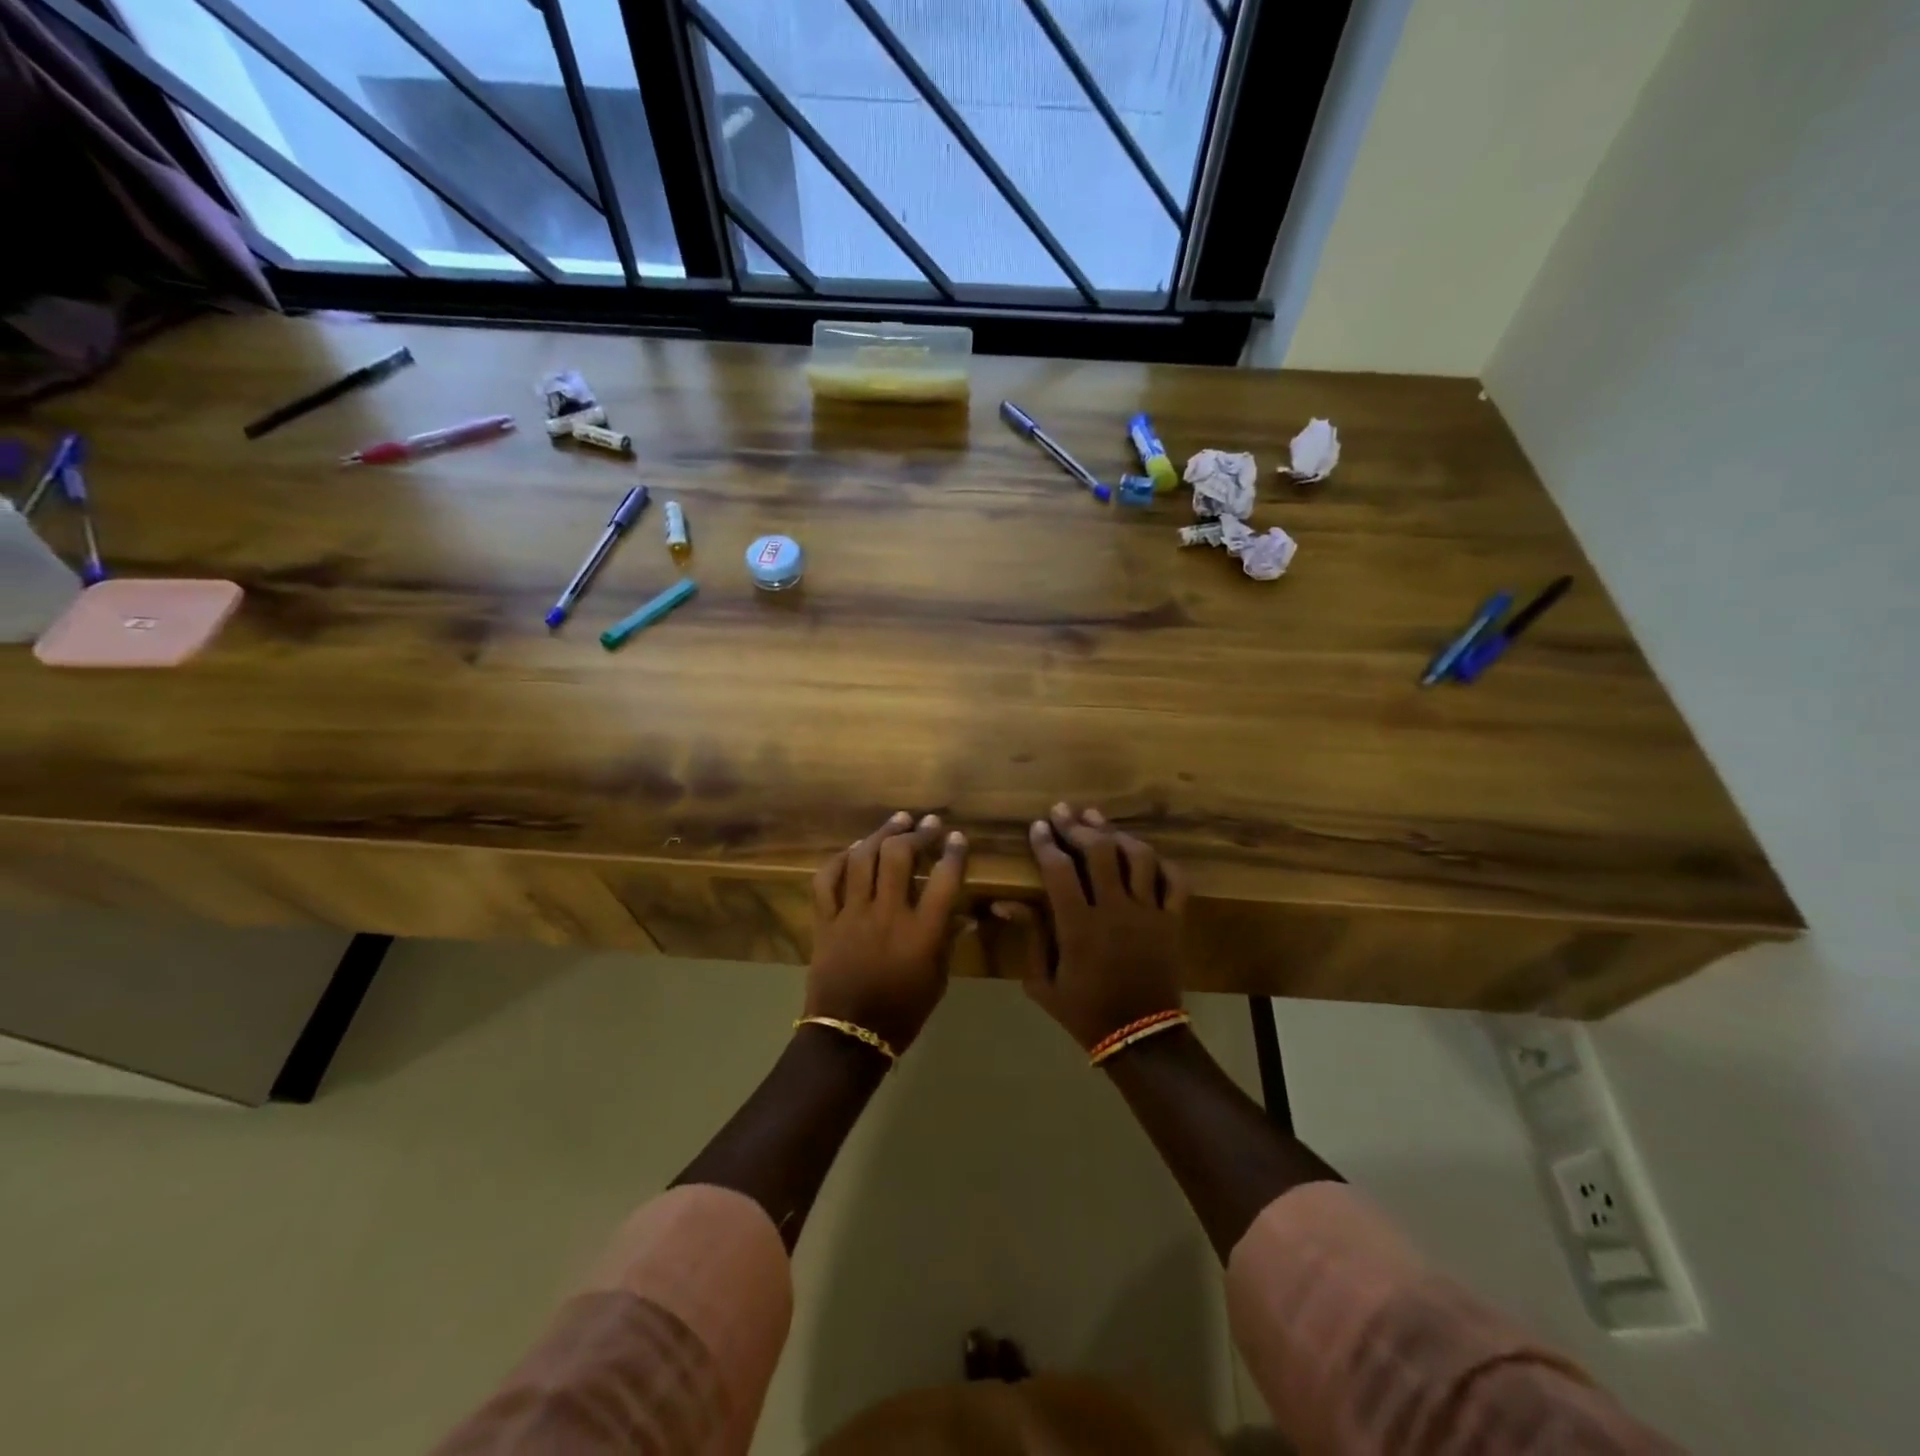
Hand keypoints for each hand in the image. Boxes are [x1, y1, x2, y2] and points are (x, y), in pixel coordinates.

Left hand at [805, 812, 968, 1053]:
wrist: (849, 1036)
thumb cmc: (902, 1013)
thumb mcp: (937, 981)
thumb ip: (947, 942)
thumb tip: (962, 915)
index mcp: (921, 933)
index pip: (944, 880)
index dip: (953, 853)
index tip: (957, 838)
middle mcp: (887, 915)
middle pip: (899, 857)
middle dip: (916, 833)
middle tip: (927, 823)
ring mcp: (852, 915)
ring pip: (863, 859)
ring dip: (881, 834)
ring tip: (896, 821)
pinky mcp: (825, 921)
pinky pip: (827, 880)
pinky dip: (839, 860)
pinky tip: (853, 850)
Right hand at [989, 804, 1188, 1050]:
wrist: (1140, 1037)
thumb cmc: (1084, 1010)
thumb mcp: (1042, 982)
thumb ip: (1029, 936)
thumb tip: (1004, 902)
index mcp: (1079, 926)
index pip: (1059, 869)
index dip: (1046, 843)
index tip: (1038, 826)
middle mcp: (1115, 910)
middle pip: (1099, 852)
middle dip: (1078, 826)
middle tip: (1063, 811)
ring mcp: (1149, 913)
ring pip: (1138, 857)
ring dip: (1116, 834)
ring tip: (1098, 820)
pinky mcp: (1173, 921)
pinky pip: (1174, 881)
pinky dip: (1161, 863)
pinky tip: (1144, 854)